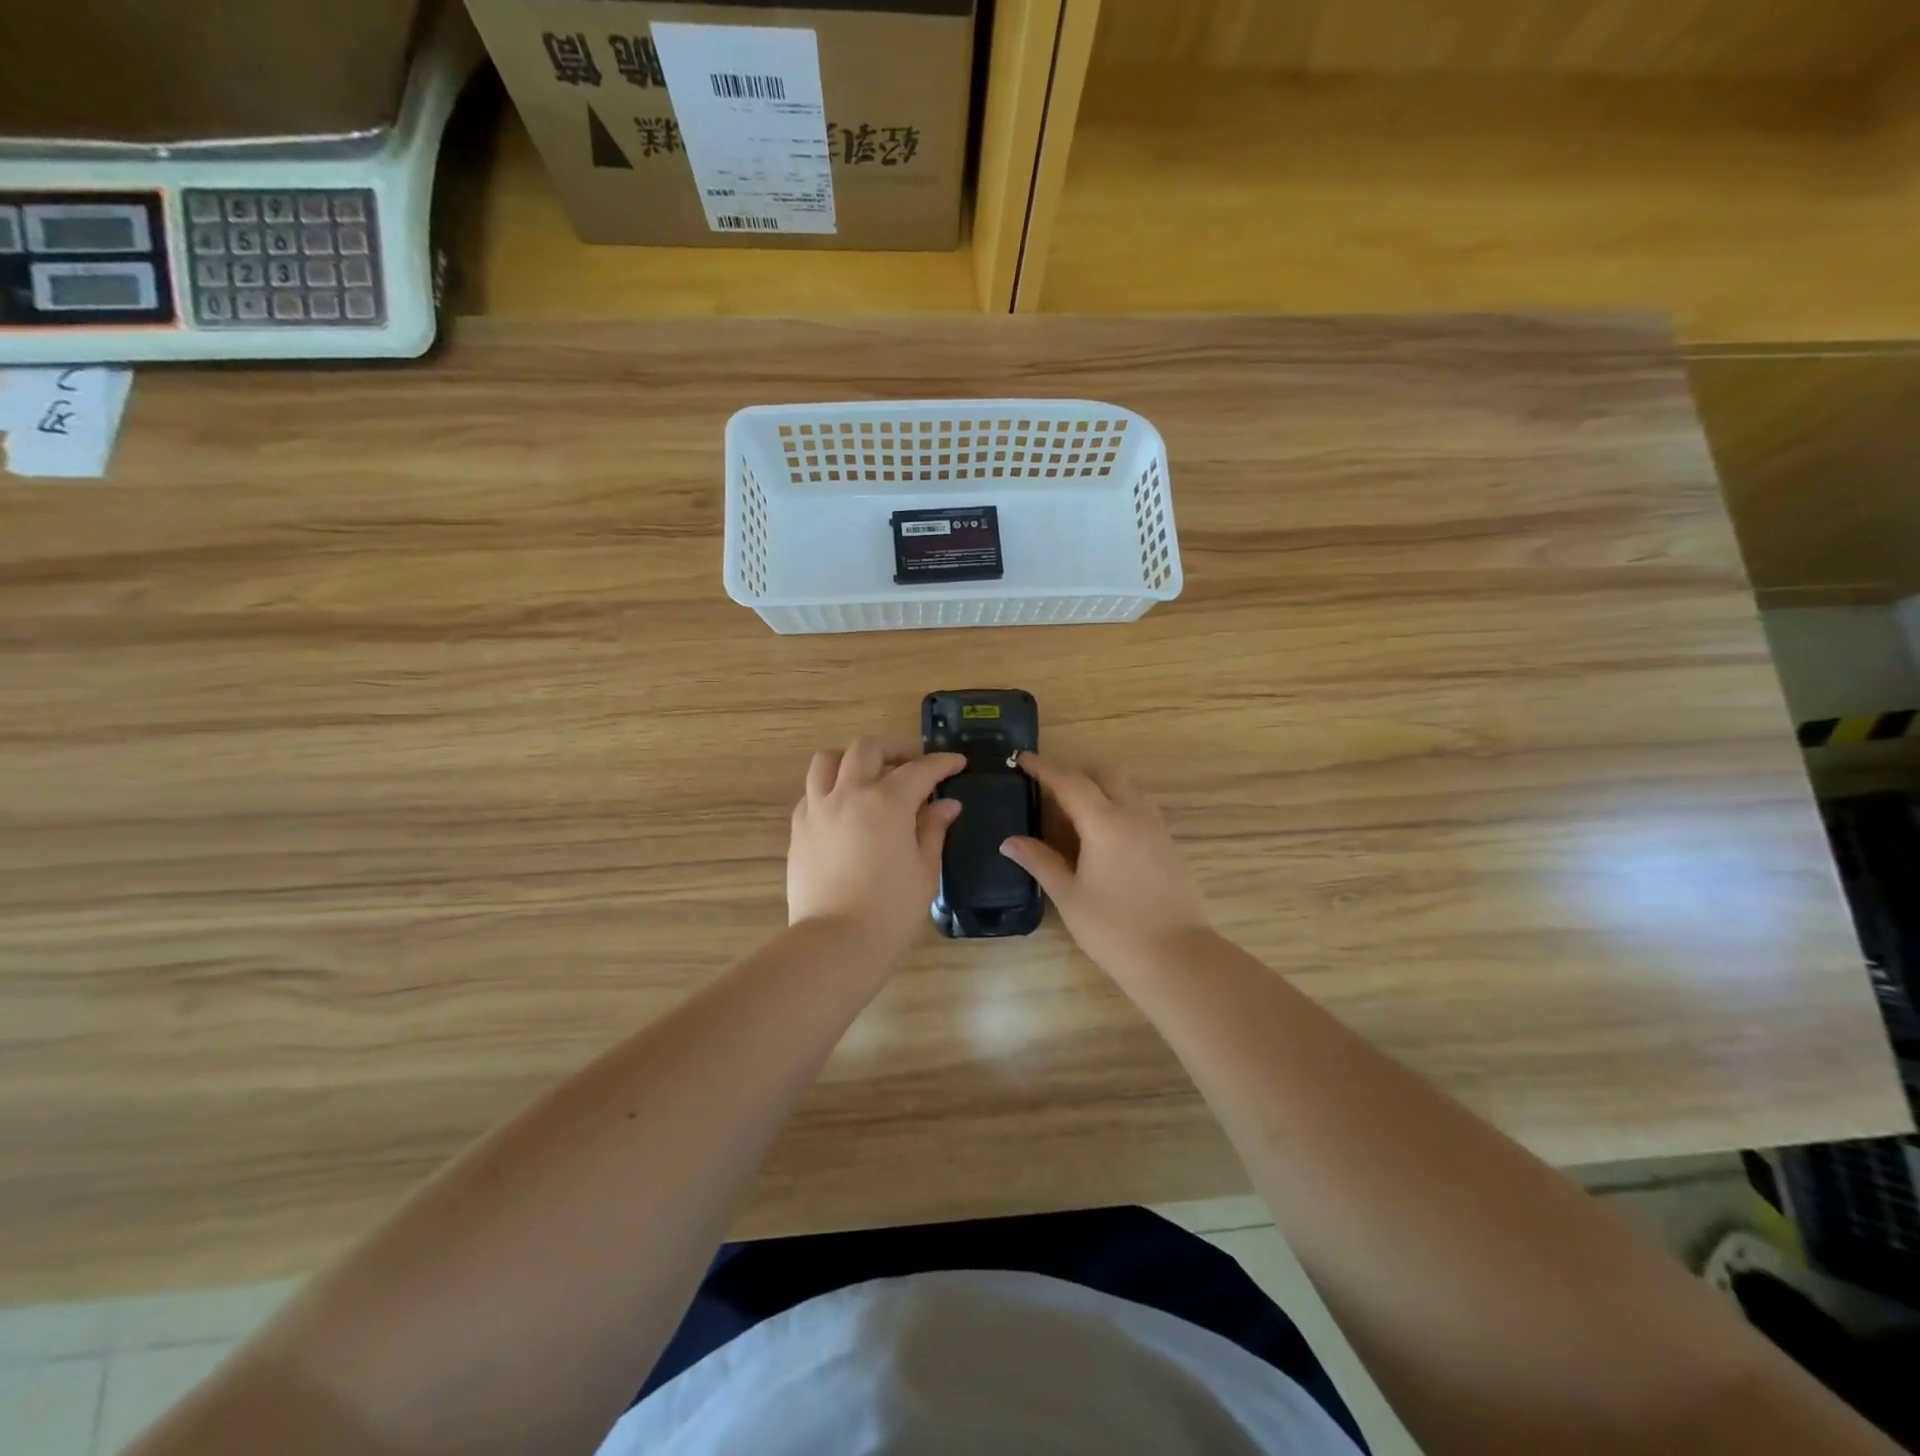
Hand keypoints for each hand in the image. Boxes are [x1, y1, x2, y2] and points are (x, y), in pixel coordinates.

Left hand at [787, 737, 965, 959]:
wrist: (836, 941)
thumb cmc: (891, 909)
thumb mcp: (925, 869)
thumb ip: (934, 829)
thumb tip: (946, 804)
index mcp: (887, 801)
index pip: (920, 769)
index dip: (942, 762)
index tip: (957, 762)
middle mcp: (849, 793)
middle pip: (868, 748)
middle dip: (894, 748)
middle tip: (912, 764)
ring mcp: (818, 808)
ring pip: (828, 760)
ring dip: (852, 760)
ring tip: (869, 777)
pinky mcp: (799, 827)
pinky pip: (812, 791)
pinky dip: (830, 788)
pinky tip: (844, 809)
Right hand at [1000, 755, 1210, 977]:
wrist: (1177, 957)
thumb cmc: (1114, 929)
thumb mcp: (1069, 896)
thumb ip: (1040, 861)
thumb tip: (1010, 841)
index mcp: (1105, 822)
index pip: (1069, 782)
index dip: (1044, 768)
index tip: (1023, 760)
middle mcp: (1134, 814)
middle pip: (1105, 774)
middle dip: (1076, 772)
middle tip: (1050, 789)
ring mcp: (1157, 827)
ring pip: (1127, 788)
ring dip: (1101, 787)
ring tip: (1075, 812)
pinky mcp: (1169, 844)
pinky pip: (1141, 807)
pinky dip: (1118, 805)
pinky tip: (1104, 835)